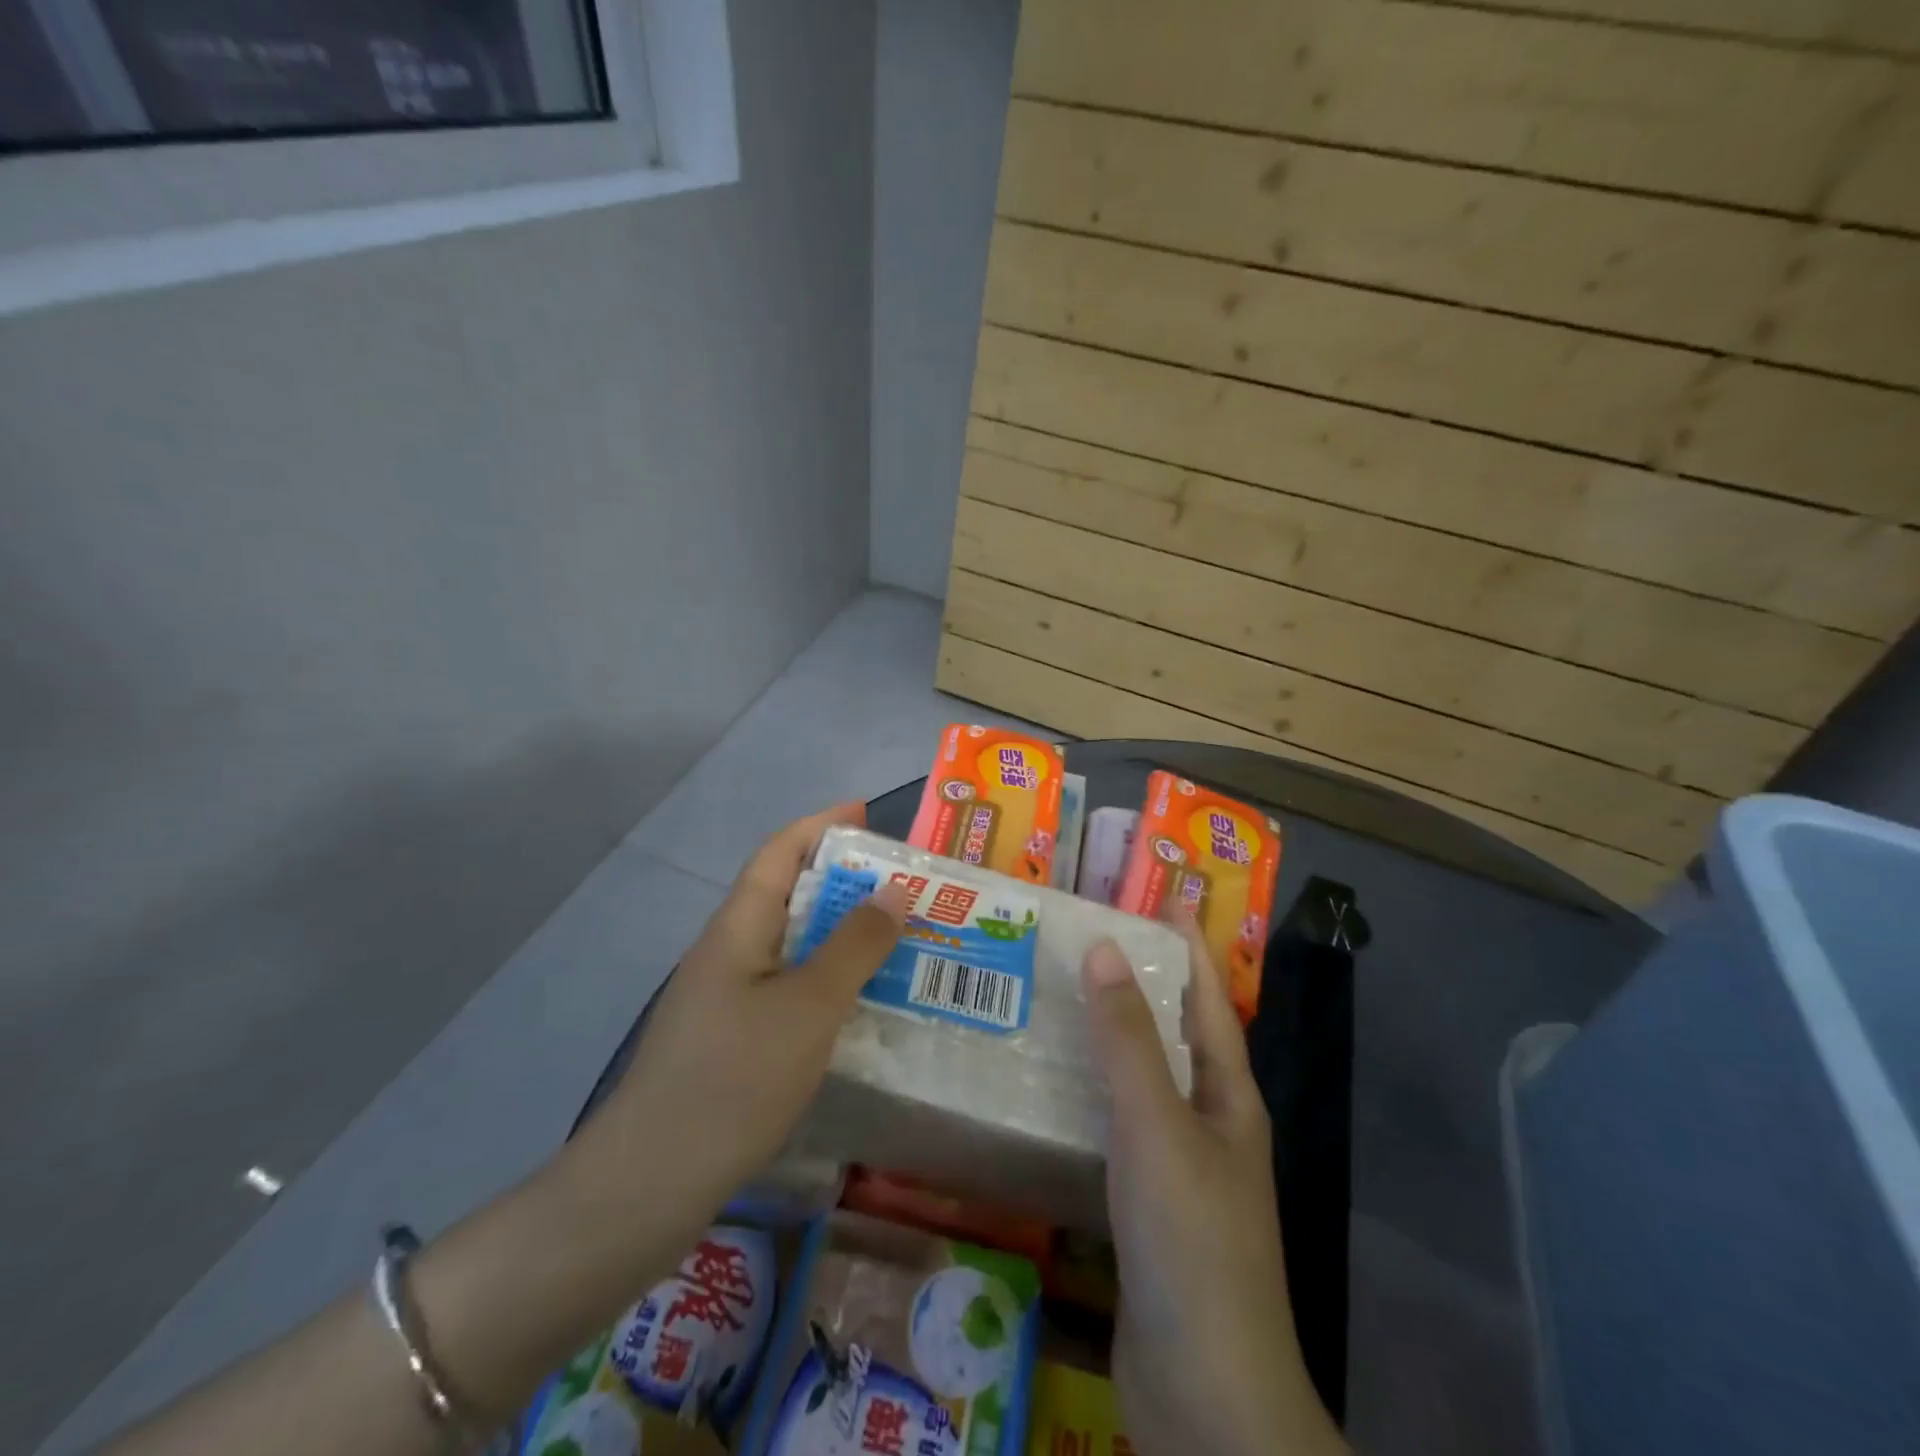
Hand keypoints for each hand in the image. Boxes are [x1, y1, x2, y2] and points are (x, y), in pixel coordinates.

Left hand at [582, 803, 906, 1223]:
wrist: (650, 1182)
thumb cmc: (735, 1078)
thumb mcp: (810, 1005)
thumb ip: (855, 945)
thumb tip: (894, 889)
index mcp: (739, 927)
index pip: (779, 851)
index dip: (822, 824)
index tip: (867, 814)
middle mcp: (728, 951)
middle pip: (788, 893)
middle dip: (843, 881)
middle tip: (903, 887)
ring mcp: (725, 997)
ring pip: (791, 945)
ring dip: (839, 934)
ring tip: (895, 941)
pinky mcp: (729, 1039)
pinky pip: (787, 987)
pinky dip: (826, 980)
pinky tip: (858, 1006)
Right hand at [1083, 920, 1346, 1455]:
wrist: (1204, 1392)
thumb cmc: (1191, 1241)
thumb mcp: (1156, 1126)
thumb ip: (1129, 1040)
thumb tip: (1104, 950)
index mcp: (1227, 1096)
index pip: (1208, 999)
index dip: (1189, 945)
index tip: (1163, 897)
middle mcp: (1208, 1123)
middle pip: (1175, 1034)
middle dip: (1141, 983)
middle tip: (1087, 940)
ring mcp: (1178, 1167)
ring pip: (1141, 1080)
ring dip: (1109, 1038)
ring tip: (1057, 999)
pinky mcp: (1145, 1206)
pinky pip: (1115, 1127)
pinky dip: (1089, 1095)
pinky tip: (1048, 1088)